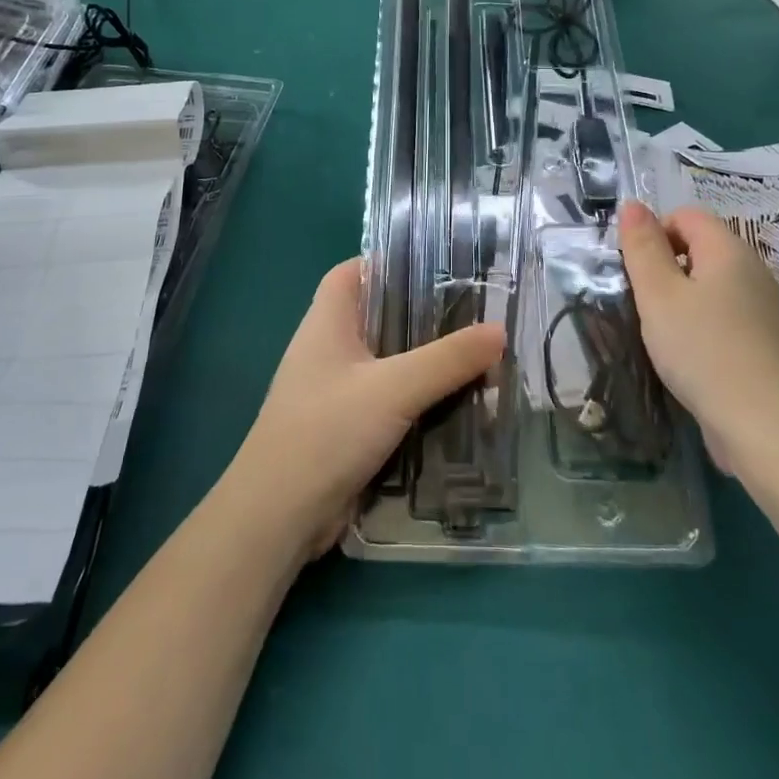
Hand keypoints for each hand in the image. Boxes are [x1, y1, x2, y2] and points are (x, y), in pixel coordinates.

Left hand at [224, 259, 502, 556]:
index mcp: (326, 322)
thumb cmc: (327, 431)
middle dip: (420, 314)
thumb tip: (499, 330)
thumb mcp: (394, 388)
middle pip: (375, 316)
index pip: (352, 273)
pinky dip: (414, 397)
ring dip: (422, 360)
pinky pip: (384, 399)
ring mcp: (332, 391)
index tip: (435, 266)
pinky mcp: (342, 428)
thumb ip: (447, 359)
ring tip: (474, 355)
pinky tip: (452, 403)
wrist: (279, 516)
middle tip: (472, 312)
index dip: (387, 263)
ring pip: (384, 361)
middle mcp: (326, 349)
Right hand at [617, 202, 778, 475]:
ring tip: (662, 331)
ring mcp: (764, 308)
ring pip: (711, 284)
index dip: (654, 233)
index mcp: (729, 250)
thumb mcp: (658, 294)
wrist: (764, 426)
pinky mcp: (765, 342)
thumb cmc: (702, 350)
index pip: (686, 215)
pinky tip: (690, 355)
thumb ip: (642, 247)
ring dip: (682, 298)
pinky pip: (725, 314)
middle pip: (700, 247)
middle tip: (644, 302)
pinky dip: (703, 324)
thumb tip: (632, 205)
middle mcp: (753, 270)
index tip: (636, 271)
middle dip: (666, 267)